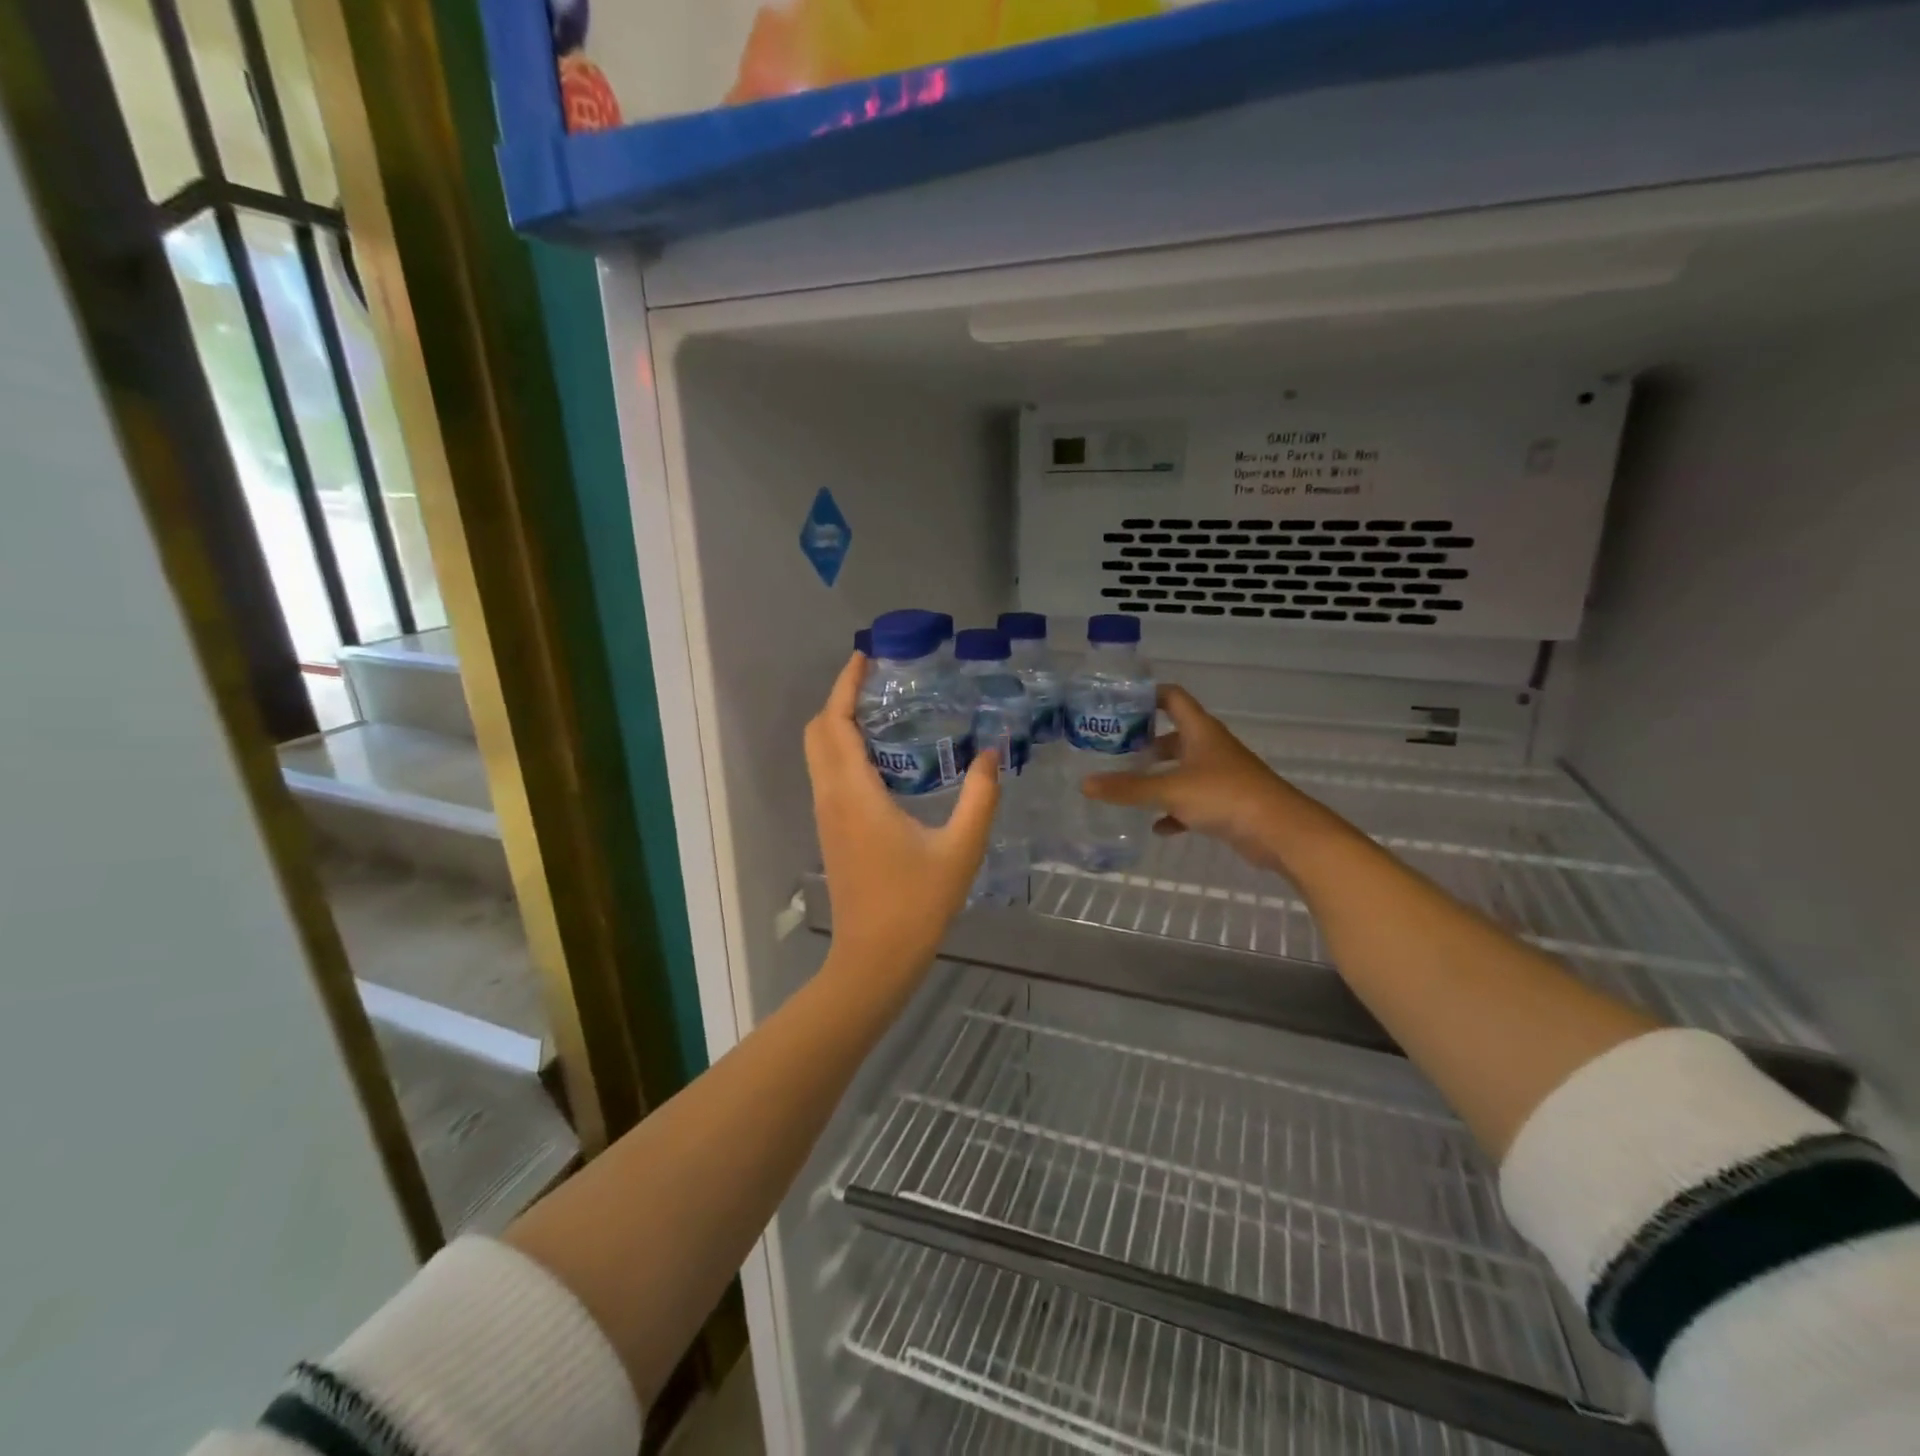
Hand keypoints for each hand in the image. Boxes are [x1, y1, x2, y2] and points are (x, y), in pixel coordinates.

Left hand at [805, 652, 999, 984]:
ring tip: (883, 709)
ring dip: (839, 724)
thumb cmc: (917, 903)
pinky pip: (828, 774)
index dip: (845, 685)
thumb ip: (980, 797)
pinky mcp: (831, 831)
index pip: (835, 723)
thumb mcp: (961, 848)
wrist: (874, 958)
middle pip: (818, 732)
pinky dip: (843, 750)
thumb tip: (991, 753)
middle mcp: (831, 797)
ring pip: (818, 754)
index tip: (864, 657)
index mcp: (855, 794)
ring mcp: (826, 815)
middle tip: (878, 682)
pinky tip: (882, 756)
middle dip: (840, 699)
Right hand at [1080, 685, 1330, 871]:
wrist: (1280, 831)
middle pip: (1175, 735)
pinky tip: (1156, 825)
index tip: (1119, 703)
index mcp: (1200, 731)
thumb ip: (1127, 788)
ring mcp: (1220, 776)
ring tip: (1127, 784)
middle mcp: (1211, 748)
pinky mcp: (1226, 804)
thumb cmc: (1225, 795)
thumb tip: (1085, 784)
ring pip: (1182, 769)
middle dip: (1146, 741)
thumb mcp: (1169, 789)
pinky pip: (1192, 802)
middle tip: (1114, 749)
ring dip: (1159, 776)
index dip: (1148, 695)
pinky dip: (1174, 810)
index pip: (1173, 698)